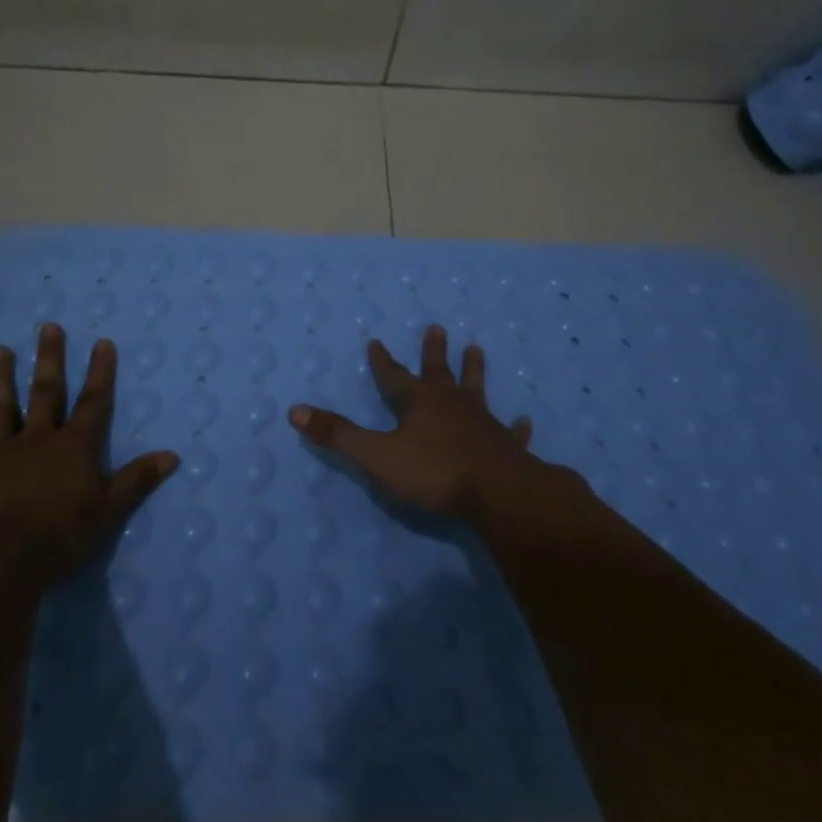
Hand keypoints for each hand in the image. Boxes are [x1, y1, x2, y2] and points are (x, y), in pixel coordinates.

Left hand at [0, 323, 178, 589]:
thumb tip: (173, 455)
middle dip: (49, 359)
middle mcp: (37, 440)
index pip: (93, 403)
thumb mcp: (108, 511)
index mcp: (73, 448)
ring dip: (0, 379)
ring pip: (1, 408)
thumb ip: (137, 481)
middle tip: (48, 327)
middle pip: (46, 393)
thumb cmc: (59, 536)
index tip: (102, 342)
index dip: (100, 373)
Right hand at [288, 325, 579, 524]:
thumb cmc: (434, 472)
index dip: (383, 361)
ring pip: (476, 390)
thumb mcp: (376, 455)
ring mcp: (483, 422)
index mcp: (418, 403)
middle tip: (437, 327)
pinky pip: (512, 432)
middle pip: (439, 371)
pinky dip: (517, 427)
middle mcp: (450, 404)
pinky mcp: (507, 446)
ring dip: (474, 371)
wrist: (498, 493)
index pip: (394, 376)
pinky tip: (526, 421)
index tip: (376, 341)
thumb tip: (295, 411)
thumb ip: (338, 435)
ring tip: (476, 349)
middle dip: (434, 351)